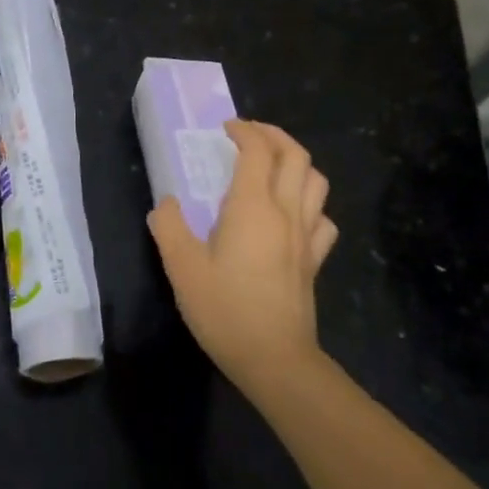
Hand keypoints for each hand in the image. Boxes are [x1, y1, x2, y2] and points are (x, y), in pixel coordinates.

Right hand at [148, 120, 337, 405]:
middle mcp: (286, 212)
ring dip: (297, 162)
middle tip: (250, 134)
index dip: (244, 131)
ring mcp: (306, 236)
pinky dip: (310, 204)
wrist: (275, 359)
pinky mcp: (315, 260)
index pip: (258, 151)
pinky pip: (323, 218)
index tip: (225, 128)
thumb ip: (169, 227)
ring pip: (316, 181)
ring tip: (273, 165)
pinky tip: (294, 214)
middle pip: (296, 155)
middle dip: (274, 135)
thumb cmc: (225, 310)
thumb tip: (166, 204)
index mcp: (253, 207)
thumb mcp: (182, 268)